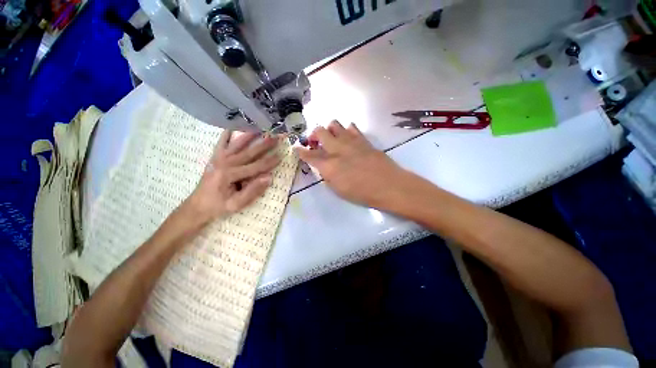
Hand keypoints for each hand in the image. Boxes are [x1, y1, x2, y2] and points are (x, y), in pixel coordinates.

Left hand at [181, 130, 281, 227]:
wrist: (197, 205)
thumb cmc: (219, 206)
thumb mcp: (237, 204)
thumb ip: (253, 191)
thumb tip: (268, 177)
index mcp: (230, 175)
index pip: (255, 167)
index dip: (269, 162)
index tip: (281, 156)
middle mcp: (224, 163)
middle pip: (249, 152)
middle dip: (264, 145)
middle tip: (276, 137)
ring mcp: (218, 158)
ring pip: (237, 144)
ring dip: (250, 135)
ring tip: (260, 128)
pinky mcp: (215, 157)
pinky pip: (221, 143)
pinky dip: (227, 134)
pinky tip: (232, 126)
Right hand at [295, 120, 407, 207]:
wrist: (387, 185)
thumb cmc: (361, 193)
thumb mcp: (338, 189)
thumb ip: (327, 175)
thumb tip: (323, 166)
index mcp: (329, 165)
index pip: (309, 154)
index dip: (301, 151)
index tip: (297, 149)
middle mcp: (337, 148)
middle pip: (319, 131)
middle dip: (313, 135)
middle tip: (315, 143)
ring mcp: (350, 141)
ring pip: (334, 124)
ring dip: (329, 130)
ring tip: (331, 139)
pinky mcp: (363, 139)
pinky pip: (351, 127)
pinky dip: (346, 130)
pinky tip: (347, 138)